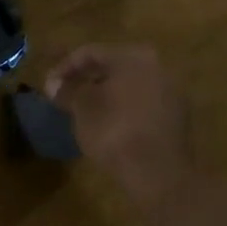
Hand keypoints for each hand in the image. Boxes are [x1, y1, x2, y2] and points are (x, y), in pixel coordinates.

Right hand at [45, 44, 192, 201]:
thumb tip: (53, 84)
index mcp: (133, 57)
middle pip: (113, 66)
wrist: (158, 173)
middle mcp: (157, 66)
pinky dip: (124, 106)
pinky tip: (109, 122)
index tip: (48, 85)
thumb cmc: (114, 131)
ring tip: (84, 109)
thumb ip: (66, 91)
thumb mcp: (81, 109)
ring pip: (130, 84)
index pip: (90, 53)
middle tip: (65, 93)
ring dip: (105, 93)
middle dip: (86, 78)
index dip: (64, 67)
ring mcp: (171, 90)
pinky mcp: (178, 115)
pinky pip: (143, 102)